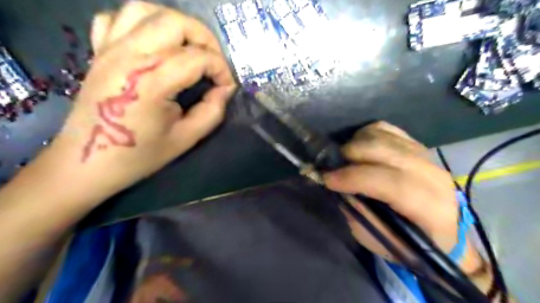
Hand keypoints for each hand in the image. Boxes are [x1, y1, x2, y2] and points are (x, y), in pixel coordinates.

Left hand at [48, 1, 236, 200]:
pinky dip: (142, 23)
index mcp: (151, 81)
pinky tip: (154, 44)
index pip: (199, 58)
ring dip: (176, 24)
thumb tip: (225, 89)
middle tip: (213, 62)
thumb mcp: (187, 138)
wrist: (88, 162)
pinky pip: (117, 18)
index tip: (226, 87)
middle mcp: (129, 55)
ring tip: (189, 48)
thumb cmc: (140, 154)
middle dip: (205, 39)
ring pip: (146, 9)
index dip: (222, 70)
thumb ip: (212, 111)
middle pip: (176, 22)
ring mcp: (109, 49)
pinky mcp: (98, 51)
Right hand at [322, 122, 482, 272]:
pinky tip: (359, 147)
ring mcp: (426, 156)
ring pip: (382, 136)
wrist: (441, 232)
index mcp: (430, 207)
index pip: (391, 183)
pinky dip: (366, 134)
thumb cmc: (408, 243)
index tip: (327, 179)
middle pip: (385, 151)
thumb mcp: (378, 238)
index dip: (354, 178)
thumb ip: (358, 211)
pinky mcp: (417, 145)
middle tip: (331, 166)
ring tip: (344, 158)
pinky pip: (386, 128)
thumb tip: (338, 186)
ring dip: (355, 143)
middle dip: (350, 155)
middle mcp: (433, 176)